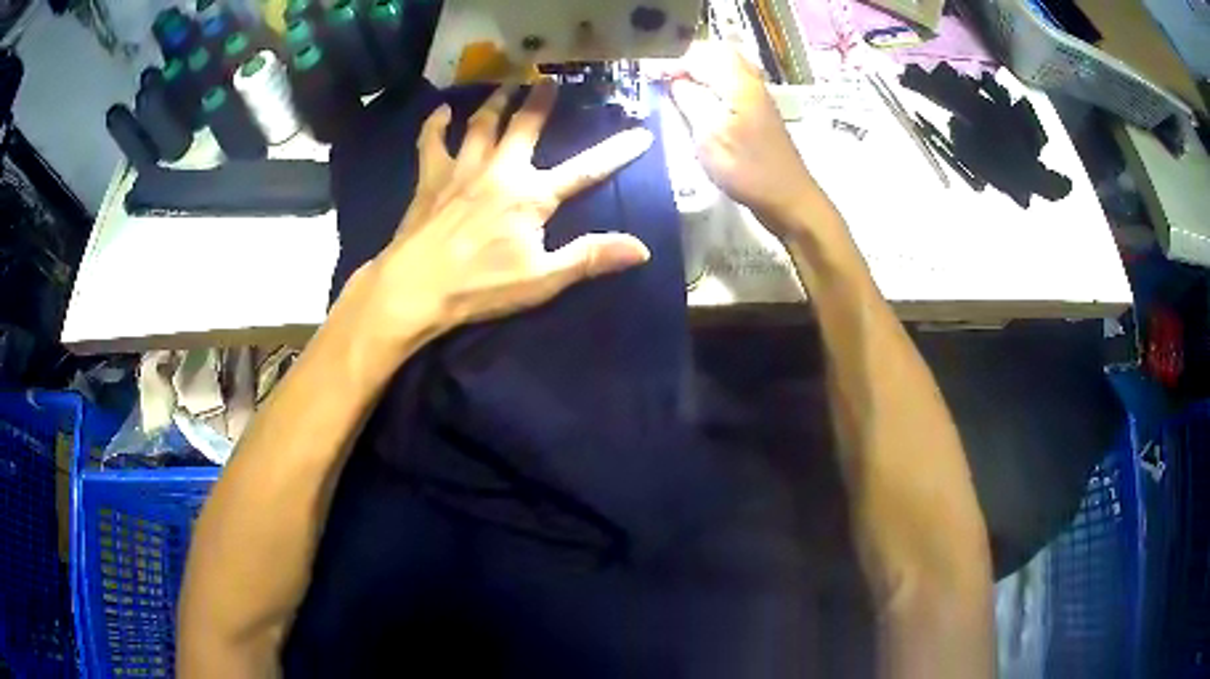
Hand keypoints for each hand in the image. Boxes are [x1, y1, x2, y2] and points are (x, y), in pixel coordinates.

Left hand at [329, 80, 654, 368]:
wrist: (415, 288)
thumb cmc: (480, 286)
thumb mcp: (542, 279)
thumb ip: (590, 258)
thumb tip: (641, 249)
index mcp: (531, 196)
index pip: (585, 171)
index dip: (615, 153)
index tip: (641, 134)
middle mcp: (500, 170)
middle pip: (525, 126)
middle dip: (540, 101)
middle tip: (548, 80)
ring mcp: (463, 170)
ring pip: (481, 124)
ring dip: (495, 102)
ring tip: (505, 85)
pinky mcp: (431, 178)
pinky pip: (432, 141)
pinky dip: (436, 123)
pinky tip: (442, 110)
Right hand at [669, 43, 820, 218]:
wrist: (788, 199)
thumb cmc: (748, 169)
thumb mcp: (709, 134)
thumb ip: (689, 100)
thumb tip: (675, 80)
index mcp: (738, 82)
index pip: (699, 53)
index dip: (671, 61)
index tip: (650, 76)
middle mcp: (750, 82)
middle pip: (716, 54)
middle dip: (687, 61)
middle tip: (664, 78)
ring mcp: (757, 97)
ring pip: (725, 69)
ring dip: (700, 73)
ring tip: (677, 88)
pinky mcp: (758, 113)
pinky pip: (730, 85)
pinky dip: (711, 87)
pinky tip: (699, 104)